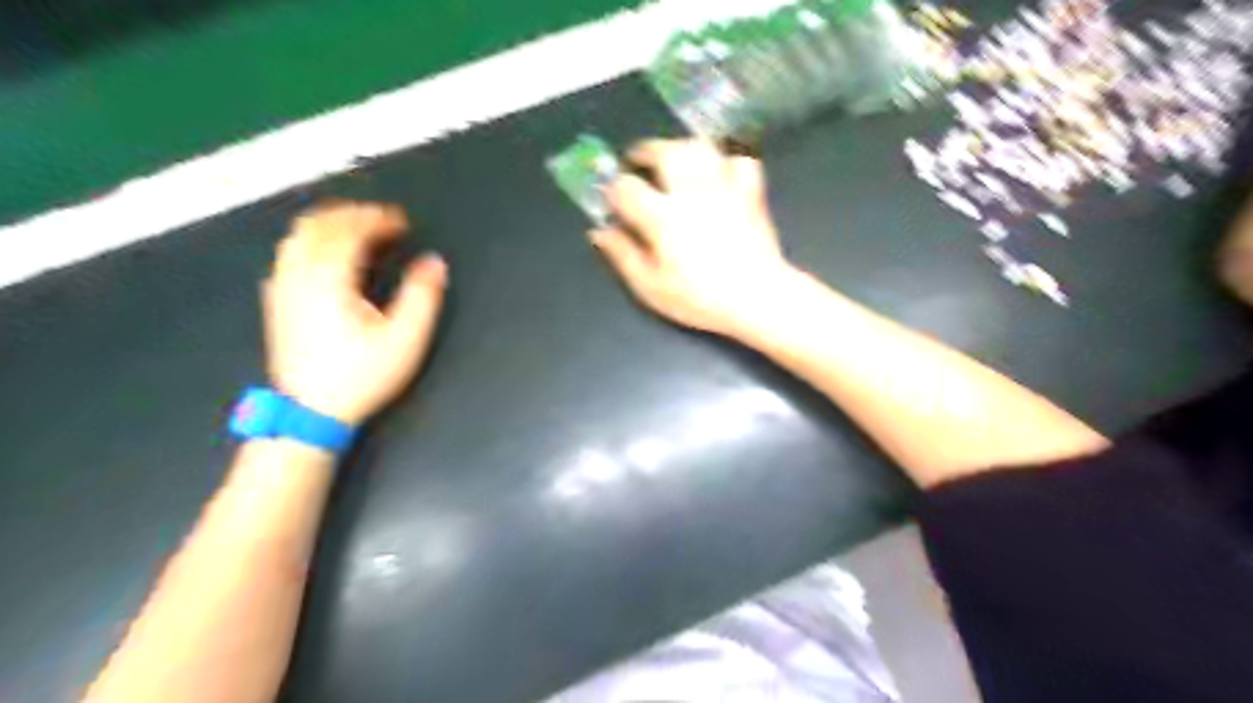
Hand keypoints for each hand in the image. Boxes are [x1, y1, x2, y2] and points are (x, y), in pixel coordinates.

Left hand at [262, 201, 446, 424]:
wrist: (311, 413)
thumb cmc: (362, 375)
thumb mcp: (405, 340)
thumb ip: (422, 296)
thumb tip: (434, 262)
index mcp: (330, 280)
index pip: (350, 232)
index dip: (377, 220)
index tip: (403, 222)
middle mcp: (300, 276)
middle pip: (317, 226)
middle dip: (351, 215)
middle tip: (381, 220)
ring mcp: (283, 289)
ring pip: (297, 238)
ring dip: (328, 225)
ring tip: (356, 229)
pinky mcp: (277, 303)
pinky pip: (287, 256)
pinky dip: (309, 243)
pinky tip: (325, 256)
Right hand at [587, 140, 789, 338]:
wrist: (757, 297)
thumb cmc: (699, 297)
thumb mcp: (651, 287)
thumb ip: (622, 255)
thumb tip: (600, 232)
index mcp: (662, 215)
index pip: (626, 187)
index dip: (614, 191)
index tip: (615, 203)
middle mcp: (691, 191)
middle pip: (664, 150)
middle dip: (645, 152)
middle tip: (638, 163)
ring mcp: (724, 187)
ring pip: (701, 146)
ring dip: (682, 148)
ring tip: (674, 162)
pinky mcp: (750, 191)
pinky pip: (738, 161)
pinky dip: (725, 163)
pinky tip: (718, 177)